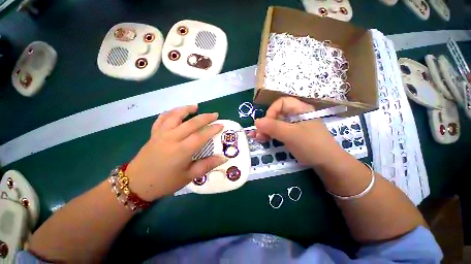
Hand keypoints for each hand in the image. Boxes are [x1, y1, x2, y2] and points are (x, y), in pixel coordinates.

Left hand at [126, 105, 226, 200]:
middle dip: (205, 117)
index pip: (201, 136)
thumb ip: (206, 165)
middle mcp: (171, 138)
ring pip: (175, 116)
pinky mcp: (154, 134)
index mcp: (181, 150)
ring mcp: (161, 134)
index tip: (221, 125)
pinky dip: (170, 112)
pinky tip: (176, 111)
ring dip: (186, 109)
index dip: (212, 129)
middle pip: (191, 123)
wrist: (136, 184)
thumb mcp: (189, 177)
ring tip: (195, 107)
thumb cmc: (165, 182)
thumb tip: (222, 158)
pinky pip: (161, 118)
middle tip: (215, 114)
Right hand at [253, 97, 340, 166]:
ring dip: (266, 130)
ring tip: (259, 138)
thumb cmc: (311, 146)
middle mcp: (297, 115)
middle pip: (277, 114)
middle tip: (258, 134)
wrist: (328, 164)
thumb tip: (256, 121)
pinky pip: (279, 131)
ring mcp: (295, 126)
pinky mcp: (293, 135)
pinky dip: (271, 135)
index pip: (281, 103)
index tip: (266, 124)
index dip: (271, 111)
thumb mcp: (291, 135)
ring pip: (277, 124)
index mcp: (300, 109)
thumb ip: (273, 127)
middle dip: (266, 123)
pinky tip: (264, 140)